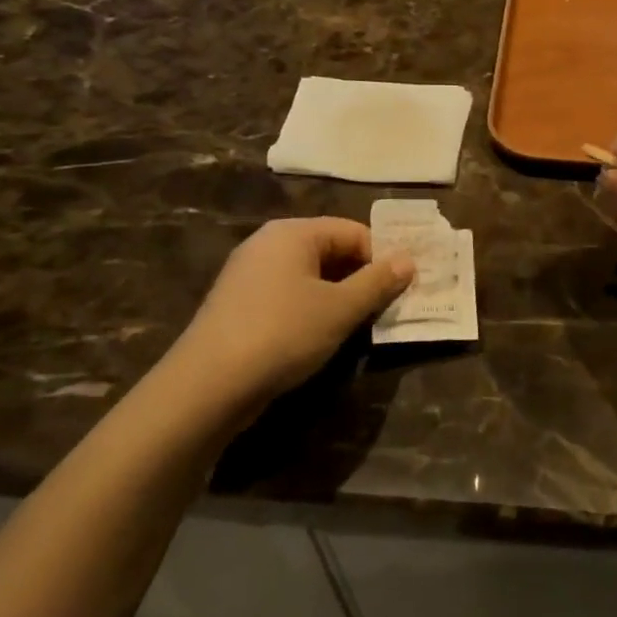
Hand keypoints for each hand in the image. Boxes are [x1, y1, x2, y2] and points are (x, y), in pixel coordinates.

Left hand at [156, 218, 413, 418]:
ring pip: (310, 276)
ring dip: (339, 296)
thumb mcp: (340, 309)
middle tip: (389, 307)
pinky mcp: (240, 304)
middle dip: (362, 277)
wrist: (207, 385)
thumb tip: (408, 260)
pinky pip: (288, 295)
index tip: (403, 288)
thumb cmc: (283, 333)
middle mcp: (268, 243)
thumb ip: (378, 282)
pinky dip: (312, 309)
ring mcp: (249, 274)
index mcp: (293, 232)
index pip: (353, 231)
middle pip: (331, 250)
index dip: (382, 257)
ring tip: (361, 325)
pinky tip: (322, 336)